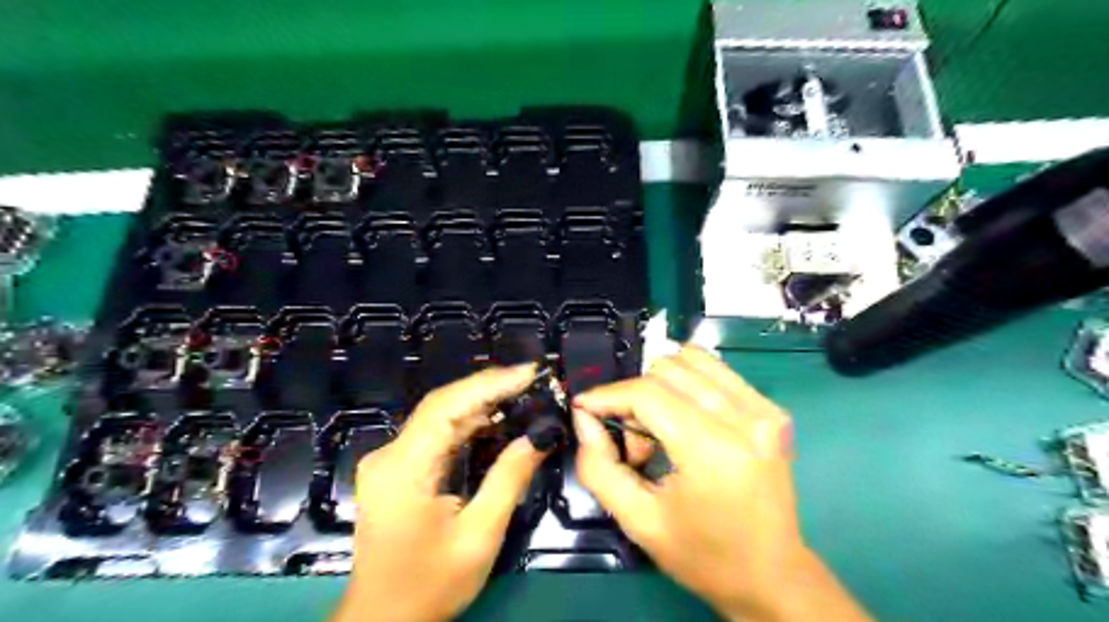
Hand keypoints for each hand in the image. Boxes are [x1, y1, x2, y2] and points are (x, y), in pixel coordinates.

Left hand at [336, 365, 546, 620]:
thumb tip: (540, 435)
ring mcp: (390, 461)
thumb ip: (509, 478)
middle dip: (488, 387)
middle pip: (442, 406)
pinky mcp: (397, 470)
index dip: (490, 383)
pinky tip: (494, 421)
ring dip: (479, 403)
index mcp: (404, 467)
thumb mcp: (480, 534)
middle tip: (531, 378)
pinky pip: (435, 435)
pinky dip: (467, 424)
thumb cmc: (431, 585)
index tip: (530, 371)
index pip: (448, 406)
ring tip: (521, 393)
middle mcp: (390, 454)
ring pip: (439, 417)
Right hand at [576, 348, 869, 619]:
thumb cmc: (703, 556)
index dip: (608, 395)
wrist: (772, 576)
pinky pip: (715, 371)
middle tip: (634, 442)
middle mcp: (745, 419)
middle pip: (667, 369)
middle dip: (635, 397)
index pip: (647, 394)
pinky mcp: (772, 409)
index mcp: (713, 451)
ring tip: (661, 428)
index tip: (584, 407)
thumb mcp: (638, 521)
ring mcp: (764, 410)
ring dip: (661, 385)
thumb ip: (599, 466)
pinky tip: (685, 419)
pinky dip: (687, 385)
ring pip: (691, 359)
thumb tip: (584, 417)